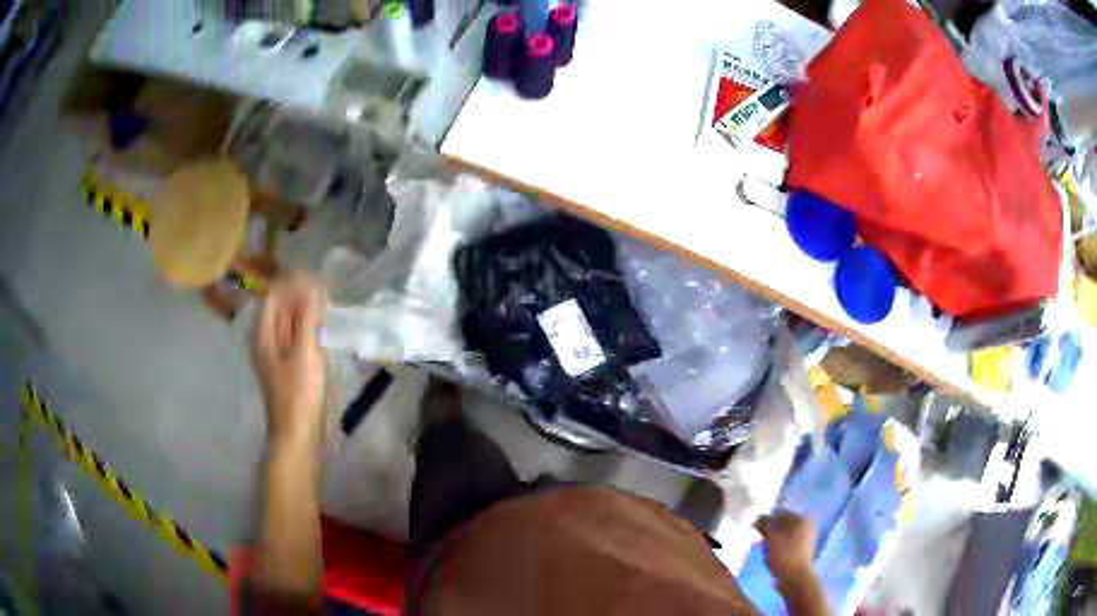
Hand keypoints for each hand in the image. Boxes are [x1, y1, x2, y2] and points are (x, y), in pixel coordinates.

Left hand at [251, 273, 326, 449]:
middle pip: (280, 308)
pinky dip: (307, 329)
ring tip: (327, 309)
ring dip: (306, 313)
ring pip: (289, 323)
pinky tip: (322, 331)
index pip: (275, 295)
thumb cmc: (299, 393)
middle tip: (327, 293)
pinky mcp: (286, 365)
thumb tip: (312, 285)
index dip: (294, 284)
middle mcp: (265, 339)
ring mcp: (275, 353)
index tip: (318, 280)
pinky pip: (294, 337)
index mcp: (263, 333)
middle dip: (301, 297)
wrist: (297, 433)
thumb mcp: (305, 352)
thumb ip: (307, 318)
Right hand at [755, 510, 816, 581]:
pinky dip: (777, 549)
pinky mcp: (801, 552)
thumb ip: (764, 524)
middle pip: (781, 525)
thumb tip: (758, 517)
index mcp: (802, 519)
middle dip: (769, 532)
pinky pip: (785, 546)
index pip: (780, 513)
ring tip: (765, 552)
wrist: (795, 578)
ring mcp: (805, 540)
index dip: (765, 519)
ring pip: (782, 536)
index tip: (754, 529)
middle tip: (759, 541)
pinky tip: (770, 557)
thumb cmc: (784, 554)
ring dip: (771, 542)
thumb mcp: (771, 537)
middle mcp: (806, 526)